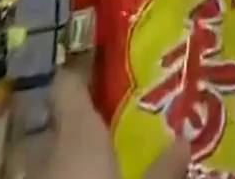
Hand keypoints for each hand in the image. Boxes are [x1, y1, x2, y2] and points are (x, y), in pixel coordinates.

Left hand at [45, 65, 190, 178]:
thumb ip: (162, 171)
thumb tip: (186, 140)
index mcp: (75, 132)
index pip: (67, 83)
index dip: (81, 74)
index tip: (102, 66)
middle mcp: (48, 151)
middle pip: (59, 123)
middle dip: (78, 123)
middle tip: (110, 121)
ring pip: (49, 160)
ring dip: (66, 160)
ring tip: (97, 161)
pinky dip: (60, 178)